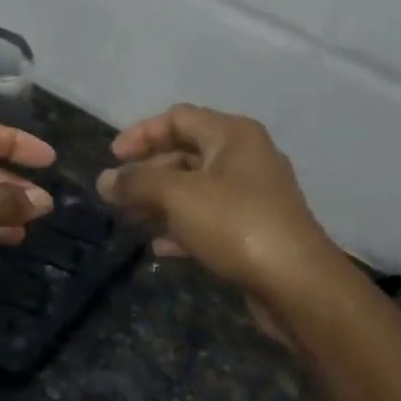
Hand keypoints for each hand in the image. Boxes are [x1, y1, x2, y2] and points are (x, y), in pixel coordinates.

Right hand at [96, 105, 338, 300]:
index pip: (178, 118)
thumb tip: (104, 180)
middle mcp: (245, 158)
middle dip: (147, 173)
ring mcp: (252, 196)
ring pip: (195, 189)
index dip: (141, 134)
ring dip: (160, 202)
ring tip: (131, 220)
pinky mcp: (253, 230)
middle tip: (117, 195)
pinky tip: (159, 247)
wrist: (296, 283)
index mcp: (232, 135)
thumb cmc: (235, 225)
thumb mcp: (177, 196)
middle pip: (185, 153)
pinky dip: (181, 227)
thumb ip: (136, 183)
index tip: (112, 159)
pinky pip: (209, 219)